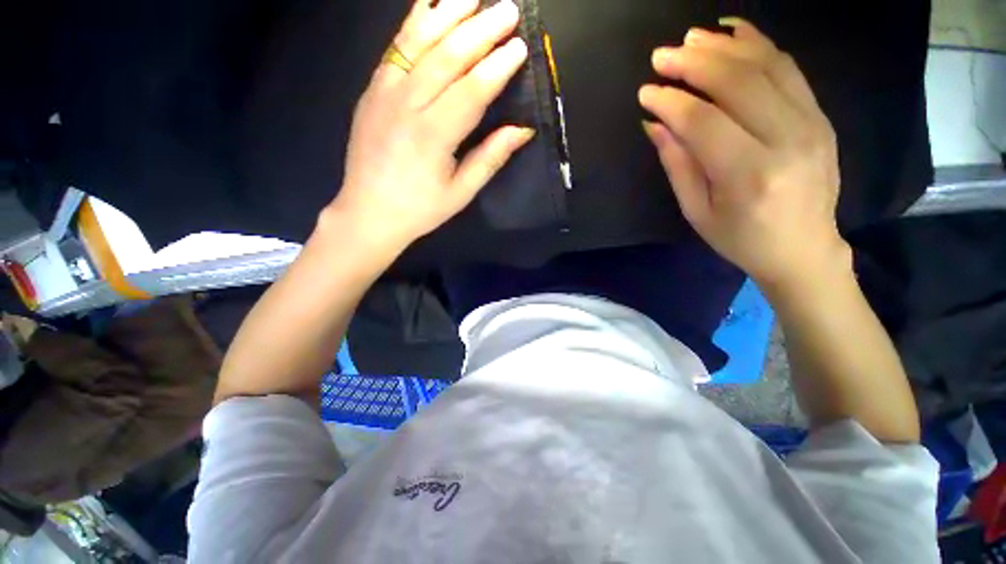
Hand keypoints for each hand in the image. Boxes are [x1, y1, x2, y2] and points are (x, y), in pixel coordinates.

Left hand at [329, 0, 534, 254]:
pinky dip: (413, 23)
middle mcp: (407, 106)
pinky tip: (428, 5)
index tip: (519, 47)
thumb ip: (490, 158)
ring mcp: (384, 93)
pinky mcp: (371, 91)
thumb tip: (523, 130)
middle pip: (447, 57)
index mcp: (433, 136)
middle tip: (508, 10)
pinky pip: (394, 49)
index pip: (471, 91)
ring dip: (447, 14)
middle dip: (480, 30)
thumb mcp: (461, 192)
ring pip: (418, 43)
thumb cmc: (421, 209)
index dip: (497, 67)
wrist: (368, 212)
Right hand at [639, 19, 848, 291]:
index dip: (671, 101)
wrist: (805, 249)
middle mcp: (786, 141)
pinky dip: (761, 44)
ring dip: (725, 46)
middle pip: (737, 84)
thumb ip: (678, 165)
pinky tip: (735, 32)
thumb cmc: (741, 239)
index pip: (703, 122)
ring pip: (767, 66)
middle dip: (694, 63)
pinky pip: (790, 69)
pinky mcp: (821, 116)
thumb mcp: (697, 212)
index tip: (646, 92)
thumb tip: (656, 124)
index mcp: (748, 175)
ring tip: (692, 38)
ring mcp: (811, 123)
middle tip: (662, 55)